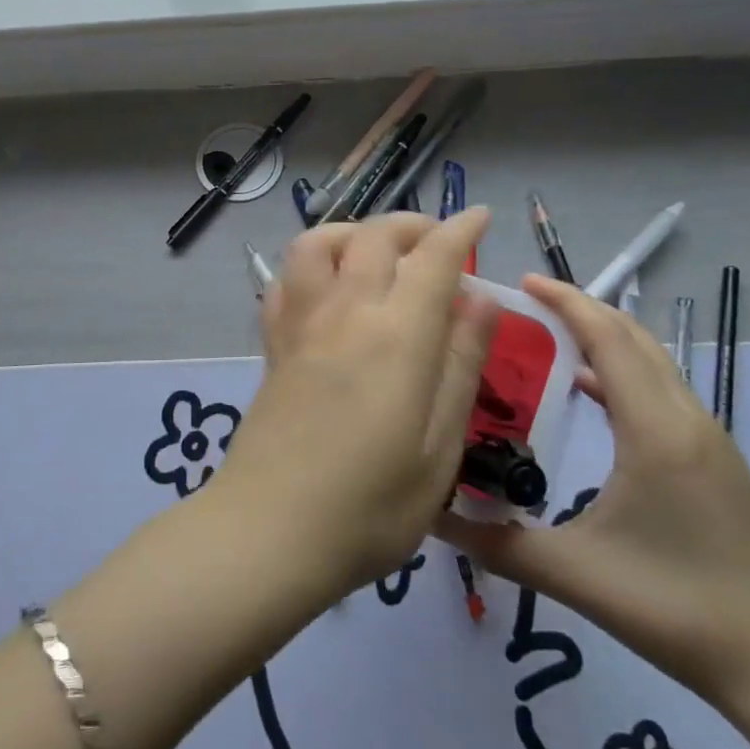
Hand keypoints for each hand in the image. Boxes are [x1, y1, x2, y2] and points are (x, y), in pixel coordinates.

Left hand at [213, 211, 498, 606]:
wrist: (269, 531)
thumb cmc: (371, 507)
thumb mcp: (440, 449)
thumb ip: (460, 365)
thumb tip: (479, 300)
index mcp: (397, 336)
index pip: (432, 258)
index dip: (459, 230)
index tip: (478, 217)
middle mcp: (345, 312)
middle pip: (374, 236)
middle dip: (411, 225)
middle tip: (437, 242)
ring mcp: (301, 324)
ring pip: (318, 243)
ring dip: (353, 232)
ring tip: (378, 253)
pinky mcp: (273, 344)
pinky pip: (285, 280)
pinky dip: (310, 264)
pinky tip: (326, 286)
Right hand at [436, 278, 749, 718]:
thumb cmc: (676, 610)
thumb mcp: (576, 575)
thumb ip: (497, 543)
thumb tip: (432, 516)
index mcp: (656, 432)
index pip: (609, 340)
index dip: (567, 303)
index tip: (523, 281)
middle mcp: (687, 420)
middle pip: (633, 338)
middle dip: (582, 308)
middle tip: (527, 300)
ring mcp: (708, 440)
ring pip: (653, 362)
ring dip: (605, 337)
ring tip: (549, 334)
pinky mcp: (716, 461)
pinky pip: (662, 391)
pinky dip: (622, 371)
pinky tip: (588, 391)